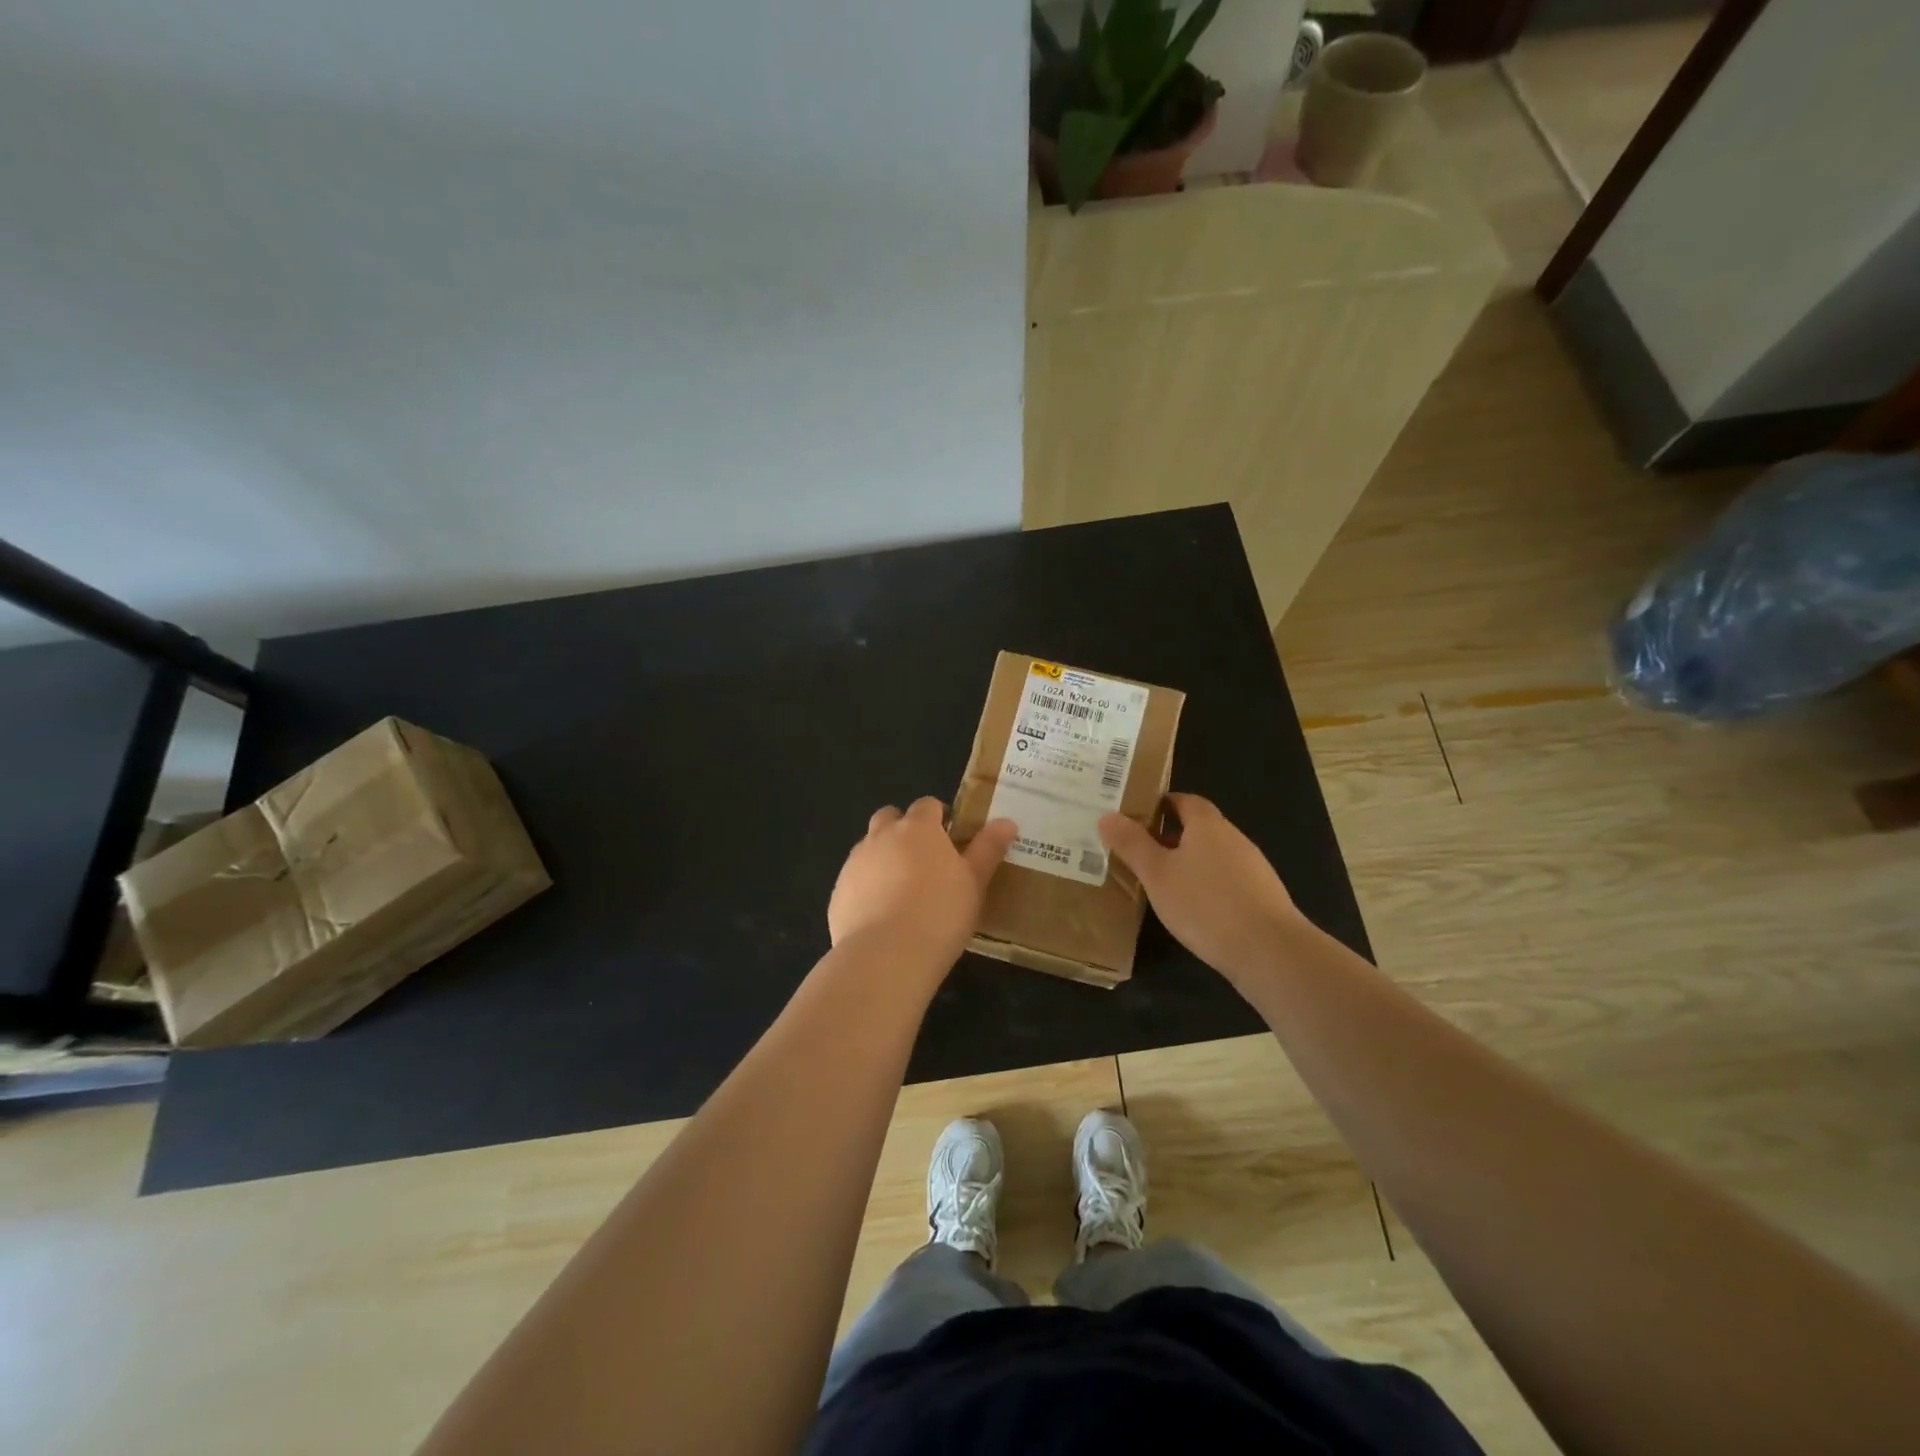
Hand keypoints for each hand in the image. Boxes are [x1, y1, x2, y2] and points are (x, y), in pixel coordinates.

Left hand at [829, 798, 1016, 970]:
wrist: (886, 957)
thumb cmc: (940, 914)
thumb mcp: (975, 882)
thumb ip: (988, 849)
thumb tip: (1006, 821)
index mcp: (918, 828)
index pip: (927, 805)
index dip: (939, 817)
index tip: (951, 838)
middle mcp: (882, 836)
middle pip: (890, 818)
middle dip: (903, 829)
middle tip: (924, 860)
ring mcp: (854, 863)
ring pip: (869, 847)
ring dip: (884, 857)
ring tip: (902, 891)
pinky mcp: (838, 893)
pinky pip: (855, 880)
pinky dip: (867, 888)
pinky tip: (881, 915)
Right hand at [1098, 793, 1300, 985]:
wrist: (1270, 951)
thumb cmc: (1205, 904)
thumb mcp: (1157, 874)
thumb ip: (1132, 844)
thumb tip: (1108, 816)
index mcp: (1208, 825)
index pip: (1185, 800)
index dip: (1161, 804)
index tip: (1136, 817)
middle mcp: (1234, 838)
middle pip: (1199, 828)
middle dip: (1170, 836)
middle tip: (1139, 852)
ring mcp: (1253, 868)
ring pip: (1213, 856)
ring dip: (1189, 863)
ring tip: (1161, 883)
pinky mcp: (1262, 897)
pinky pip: (1227, 881)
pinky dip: (1207, 886)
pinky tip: (1193, 910)